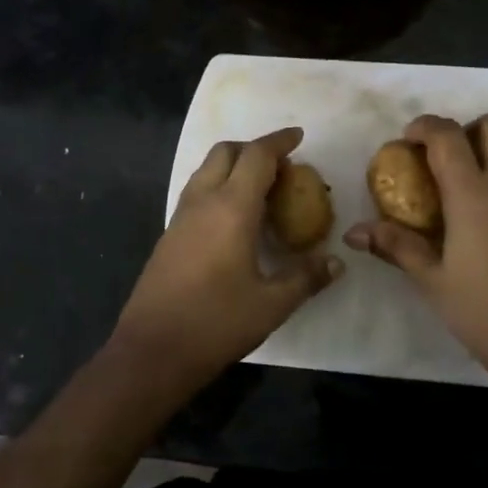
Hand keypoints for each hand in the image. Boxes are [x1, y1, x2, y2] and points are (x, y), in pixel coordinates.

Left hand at [114, 128, 341, 390]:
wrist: (152, 350)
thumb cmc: (215, 323)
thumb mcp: (271, 304)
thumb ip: (305, 278)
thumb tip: (335, 262)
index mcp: (230, 208)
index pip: (256, 156)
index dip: (279, 141)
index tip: (299, 136)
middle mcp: (202, 202)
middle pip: (225, 152)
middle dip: (253, 148)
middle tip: (281, 166)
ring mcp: (180, 217)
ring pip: (206, 170)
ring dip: (233, 166)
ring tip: (261, 189)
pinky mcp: (169, 236)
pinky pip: (197, 193)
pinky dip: (219, 187)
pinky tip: (235, 219)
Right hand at [345, 113, 487, 406]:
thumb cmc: (486, 313)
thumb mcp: (434, 281)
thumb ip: (396, 246)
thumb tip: (354, 233)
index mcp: (474, 194)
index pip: (448, 136)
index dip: (424, 127)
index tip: (406, 140)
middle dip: (465, 129)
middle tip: (441, 159)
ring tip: (465, 186)